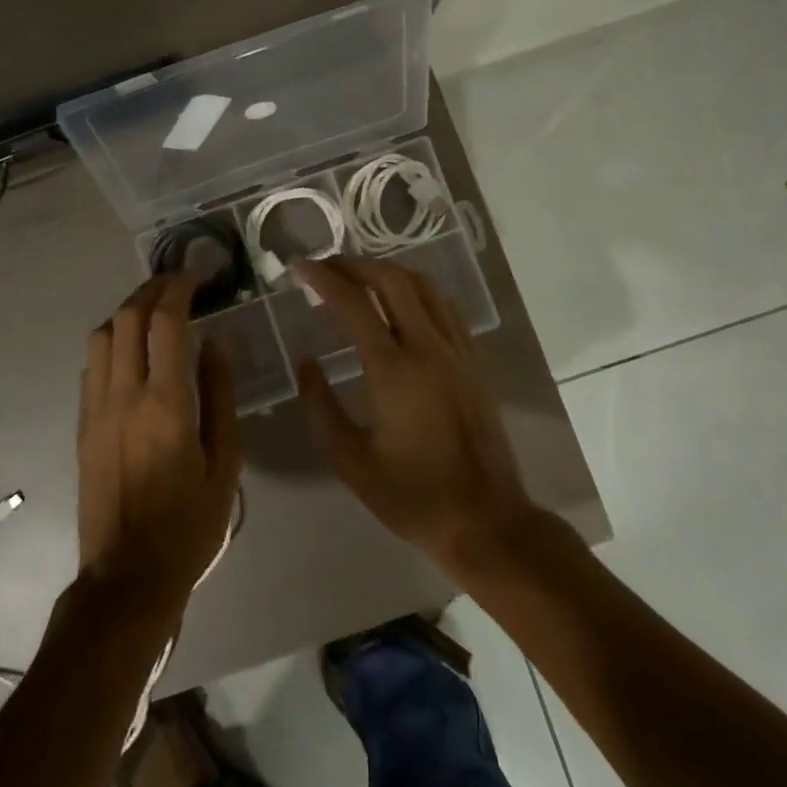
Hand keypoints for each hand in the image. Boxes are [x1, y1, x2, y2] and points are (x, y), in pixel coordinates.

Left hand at [76, 272, 242, 624]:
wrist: (128, 576)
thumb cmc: (189, 525)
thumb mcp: (226, 464)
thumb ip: (221, 396)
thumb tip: (216, 344)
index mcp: (166, 404)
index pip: (165, 323)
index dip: (178, 289)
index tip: (195, 276)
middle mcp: (124, 396)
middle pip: (126, 318)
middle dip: (151, 290)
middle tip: (176, 284)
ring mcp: (96, 409)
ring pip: (100, 335)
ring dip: (126, 312)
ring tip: (153, 310)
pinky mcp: (82, 424)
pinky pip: (91, 365)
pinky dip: (111, 341)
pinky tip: (131, 350)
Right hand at [296, 256, 536, 572]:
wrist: (486, 522)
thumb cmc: (412, 497)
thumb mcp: (351, 461)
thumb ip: (321, 406)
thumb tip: (307, 363)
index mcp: (394, 371)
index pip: (354, 304)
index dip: (324, 279)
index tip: (299, 268)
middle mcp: (429, 349)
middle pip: (393, 280)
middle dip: (355, 264)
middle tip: (326, 267)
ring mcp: (458, 352)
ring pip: (425, 287)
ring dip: (388, 272)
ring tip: (360, 277)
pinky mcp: (475, 363)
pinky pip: (446, 308)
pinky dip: (417, 291)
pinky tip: (402, 304)